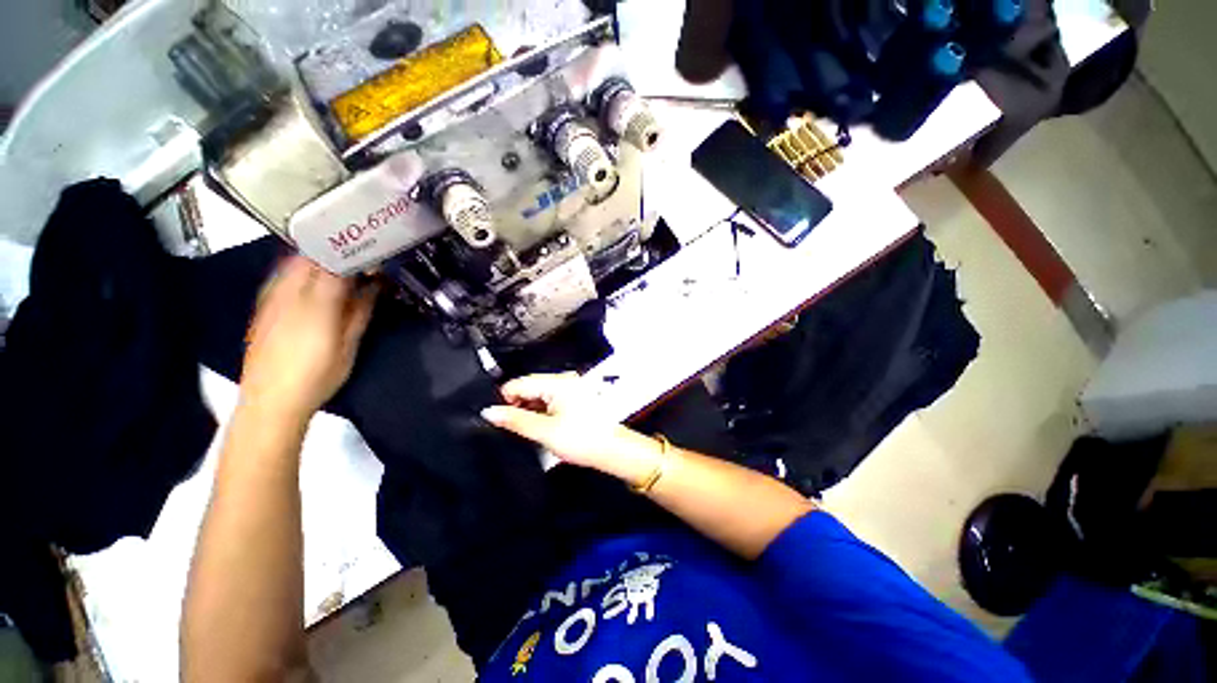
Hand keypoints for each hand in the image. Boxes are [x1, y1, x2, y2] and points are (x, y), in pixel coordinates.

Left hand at [239, 257, 376, 424]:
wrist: (270, 401)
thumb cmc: (318, 376)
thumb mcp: (349, 345)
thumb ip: (361, 310)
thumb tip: (375, 285)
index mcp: (317, 303)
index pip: (337, 262)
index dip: (356, 252)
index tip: (375, 252)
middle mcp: (289, 292)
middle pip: (312, 255)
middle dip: (337, 249)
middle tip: (360, 254)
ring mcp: (271, 297)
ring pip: (293, 261)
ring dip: (317, 256)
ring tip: (339, 262)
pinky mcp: (263, 305)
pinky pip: (281, 274)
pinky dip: (300, 268)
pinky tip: (312, 279)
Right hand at [481, 373, 663, 483]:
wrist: (611, 450)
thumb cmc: (583, 438)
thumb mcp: (543, 431)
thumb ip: (515, 420)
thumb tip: (490, 412)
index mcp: (557, 382)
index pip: (519, 383)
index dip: (505, 400)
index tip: (497, 418)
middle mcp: (565, 381)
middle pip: (529, 388)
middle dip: (518, 406)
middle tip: (513, 428)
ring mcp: (571, 390)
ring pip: (539, 396)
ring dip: (530, 411)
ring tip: (529, 431)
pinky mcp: (575, 399)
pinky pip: (550, 401)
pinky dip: (542, 413)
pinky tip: (541, 428)